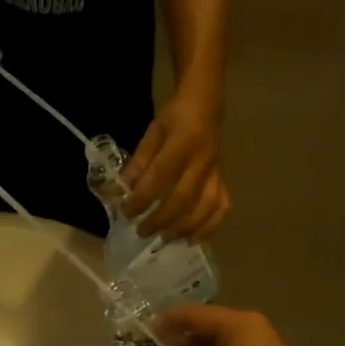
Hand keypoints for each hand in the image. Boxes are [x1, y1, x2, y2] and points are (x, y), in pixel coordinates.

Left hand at [122, 94, 228, 241]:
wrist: (206, 106)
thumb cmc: (175, 119)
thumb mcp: (152, 133)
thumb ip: (138, 162)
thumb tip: (122, 191)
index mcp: (182, 144)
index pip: (159, 177)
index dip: (142, 198)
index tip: (127, 212)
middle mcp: (202, 161)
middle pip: (182, 198)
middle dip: (160, 220)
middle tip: (142, 232)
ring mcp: (215, 172)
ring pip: (205, 207)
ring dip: (184, 228)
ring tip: (165, 239)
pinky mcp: (223, 180)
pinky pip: (222, 207)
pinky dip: (210, 227)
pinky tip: (193, 239)